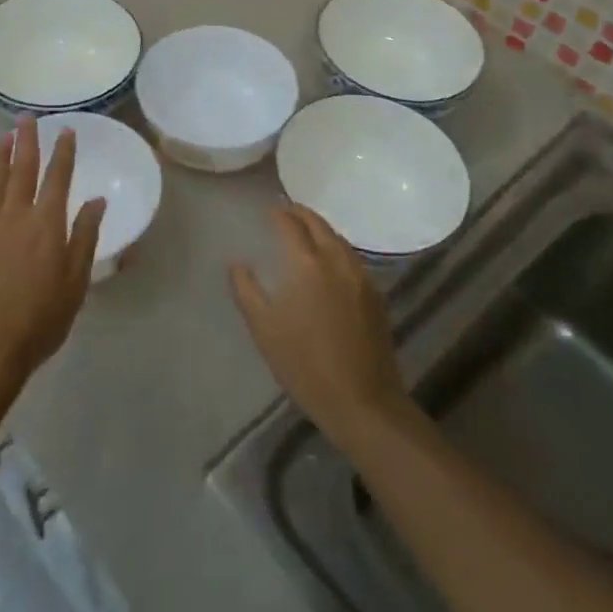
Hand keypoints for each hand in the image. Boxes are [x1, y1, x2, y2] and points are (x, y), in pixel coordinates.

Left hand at [0, 116, 106, 392]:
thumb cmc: (41, 318)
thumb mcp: (76, 281)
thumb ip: (84, 237)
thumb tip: (96, 200)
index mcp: (48, 224)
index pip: (58, 178)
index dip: (63, 153)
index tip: (66, 131)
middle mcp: (17, 215)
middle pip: (23, 169)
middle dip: (27, 141)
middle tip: (27, 118)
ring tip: (3, 134)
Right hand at [230, 205, 413, 450]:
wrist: (362, 401)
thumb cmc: (304, 365)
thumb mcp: (263, 328)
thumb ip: (246, 290)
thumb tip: (236, 262)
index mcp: (307, 264)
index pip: (290, 224)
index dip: (277, 213)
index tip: (266, 210)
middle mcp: (336, 260)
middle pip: (318, 224)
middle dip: (300, 214)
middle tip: (285, 212)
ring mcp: (361, 276)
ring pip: (339, 239)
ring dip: (320, 229)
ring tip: (305, 232)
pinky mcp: (376, 294)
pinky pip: (352, 258)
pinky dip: (336, 248)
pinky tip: (329, 262)